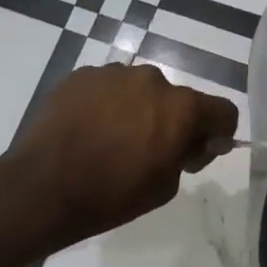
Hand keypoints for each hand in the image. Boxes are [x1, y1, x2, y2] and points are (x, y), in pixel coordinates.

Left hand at [6, 64, 237, 248]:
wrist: (44, 187)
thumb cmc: (113, 194)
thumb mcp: (166, 186)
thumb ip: (188, 154)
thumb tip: (192, 140)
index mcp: (180, 106)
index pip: (222, 111)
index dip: (217, 134)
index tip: (195, 153)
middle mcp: (151, 78)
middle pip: (176, 98)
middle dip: (171, 120)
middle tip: (148, 152)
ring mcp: (112, 73)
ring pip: (139, 90)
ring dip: (136, 109)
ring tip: (111, 140)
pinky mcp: (80, 75)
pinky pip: (106, 88)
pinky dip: (105, 105)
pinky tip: (87, 130)